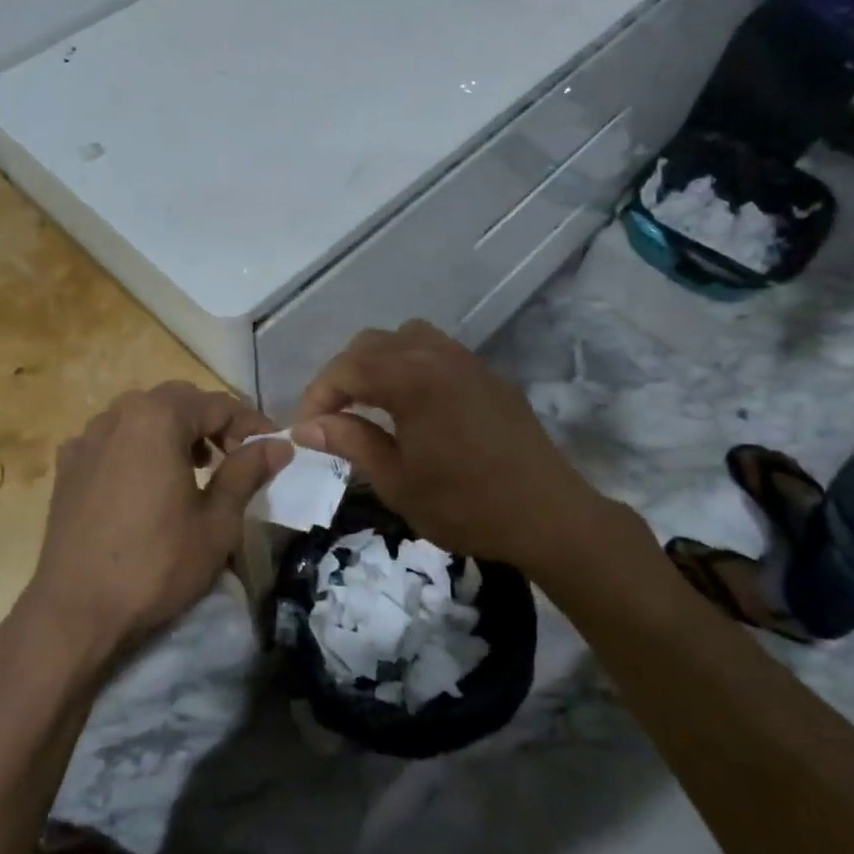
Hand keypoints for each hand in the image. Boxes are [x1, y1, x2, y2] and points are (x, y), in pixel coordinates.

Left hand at [27, 382, 291, 662]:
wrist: (75, 612)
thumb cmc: (156, 564)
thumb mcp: (216, 522)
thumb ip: (247, 472)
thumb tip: (279, 444)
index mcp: (157, 418)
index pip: (217, 405)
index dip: (250, 423)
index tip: (273, 447)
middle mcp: (118, 414)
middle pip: (177, 402)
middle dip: (211, 422)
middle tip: (235, 455)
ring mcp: (87, 438)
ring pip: (142, 417)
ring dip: (174, 431)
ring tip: (195, 468)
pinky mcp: (67, 466)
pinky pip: (113, 440)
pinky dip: (139, 448)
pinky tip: (146, 483)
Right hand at [291, 321, 605, 570]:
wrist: (549, 515)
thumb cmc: (466, 505)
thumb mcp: (397, 482)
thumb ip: (350, 442)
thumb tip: (307, 426)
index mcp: (411, 379)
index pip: (346, 369)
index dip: (317, 395)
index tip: (304, 429)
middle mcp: (436, 355)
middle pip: (371, 343)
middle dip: (343, 375)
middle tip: (332, 416)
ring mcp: (466, 360)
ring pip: (405, 338)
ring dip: (378, 362)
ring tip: (370, 402)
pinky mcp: (487, 374)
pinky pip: (436, 351)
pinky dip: (410, 364)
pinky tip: (413, 404)